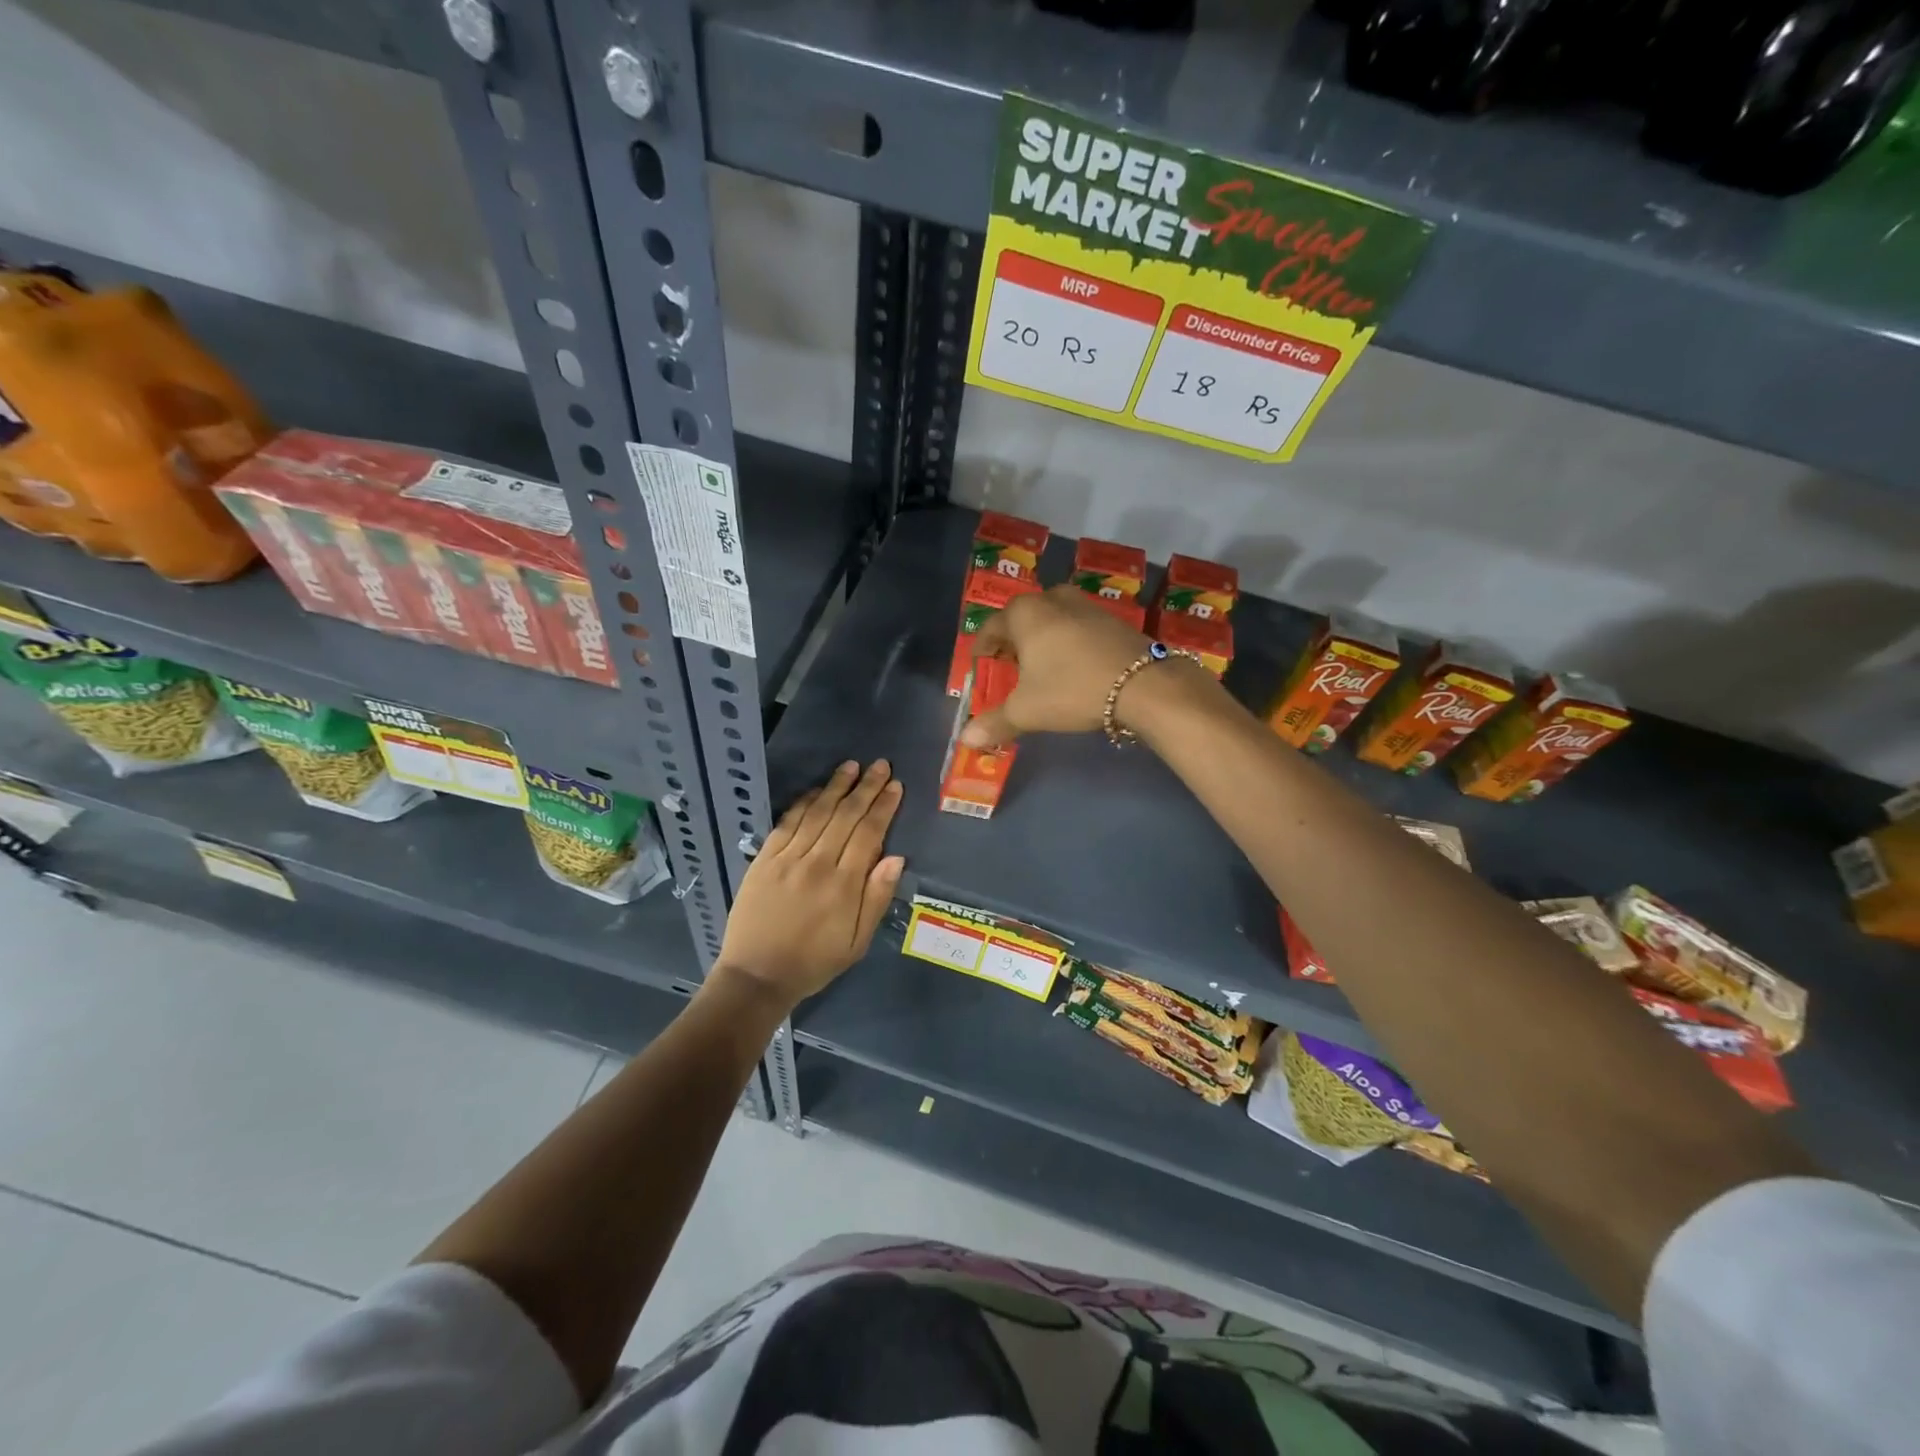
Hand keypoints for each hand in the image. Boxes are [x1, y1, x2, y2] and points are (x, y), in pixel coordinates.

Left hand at [713, 759, 904, 1007]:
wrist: (757, 976)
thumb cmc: (814, 962)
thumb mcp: (857, 942)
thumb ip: (876, 898)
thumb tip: (896, 858)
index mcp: (844, 885)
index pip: (869, 833)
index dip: (883, 807)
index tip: (895, 786)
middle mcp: (817, 864)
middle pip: (845, 816)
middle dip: (865, 788)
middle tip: (879, 764)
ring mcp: (787, 859)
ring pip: (817, 813)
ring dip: (836, 787)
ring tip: (851, 766)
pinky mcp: (764, 860)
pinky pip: (786, 823)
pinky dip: (803, 803)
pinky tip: (815, 790)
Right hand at [961, 586, 1216, 747]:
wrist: (1144, 684)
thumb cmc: (1072, 689)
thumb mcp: (1028, 711)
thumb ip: (995, 722)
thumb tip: (966, 739)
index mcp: (1025, 613)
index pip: (990, 628)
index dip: (982, 651)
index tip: (981, 670)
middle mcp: (1052, 599)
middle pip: (1021, 621)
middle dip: (1012, 645)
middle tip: (1010, 672)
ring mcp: (1085, 605)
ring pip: (1051, 622)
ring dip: (1042, 643)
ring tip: (1042, 672)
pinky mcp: (1111, 619)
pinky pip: (1076, 628)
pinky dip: (1068, 645)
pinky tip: (1074, 670)